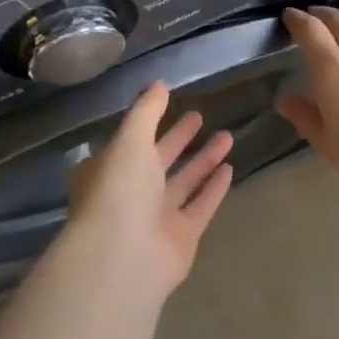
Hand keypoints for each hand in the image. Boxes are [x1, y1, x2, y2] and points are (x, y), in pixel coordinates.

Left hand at [64, 82, 233, 296]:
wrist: (124, 255)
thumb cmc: (119, 188)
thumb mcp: (130, 138)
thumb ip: (146, 111)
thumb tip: (158, 83)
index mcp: (109, 170)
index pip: (131, 142)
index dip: (150, 122)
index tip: (171, 103)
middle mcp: (130, 194)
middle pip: (159, 161)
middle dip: (179, 139)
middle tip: (201, 116)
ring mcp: (155, 219)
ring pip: (183, 183)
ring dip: (203, 160)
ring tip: (227, 136)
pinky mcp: (181, 238)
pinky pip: (200, 207)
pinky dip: (213, 189)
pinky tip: (230, 169)